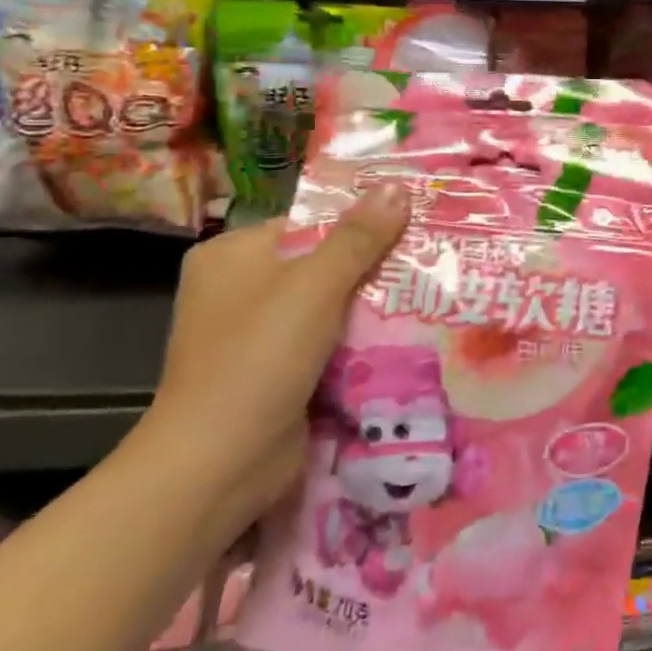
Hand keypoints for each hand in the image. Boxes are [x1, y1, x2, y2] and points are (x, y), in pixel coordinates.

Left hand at [135, 185, 410, 528]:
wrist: (220, 464)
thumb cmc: (260, 358)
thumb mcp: (315, 286)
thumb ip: (359, 237)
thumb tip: (398, 186)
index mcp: (232, 255)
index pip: (309, 223)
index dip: (362, 222)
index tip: (414, 224)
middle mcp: (239, 290)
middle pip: (322, 264)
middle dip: (373, 266)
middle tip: (431, 259)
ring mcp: (256, 335)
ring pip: (329, 306)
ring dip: (372, 306)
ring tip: (431, 292)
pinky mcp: (275, 373)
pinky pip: (327, 342)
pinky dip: (359, 340)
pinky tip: (405, 334)